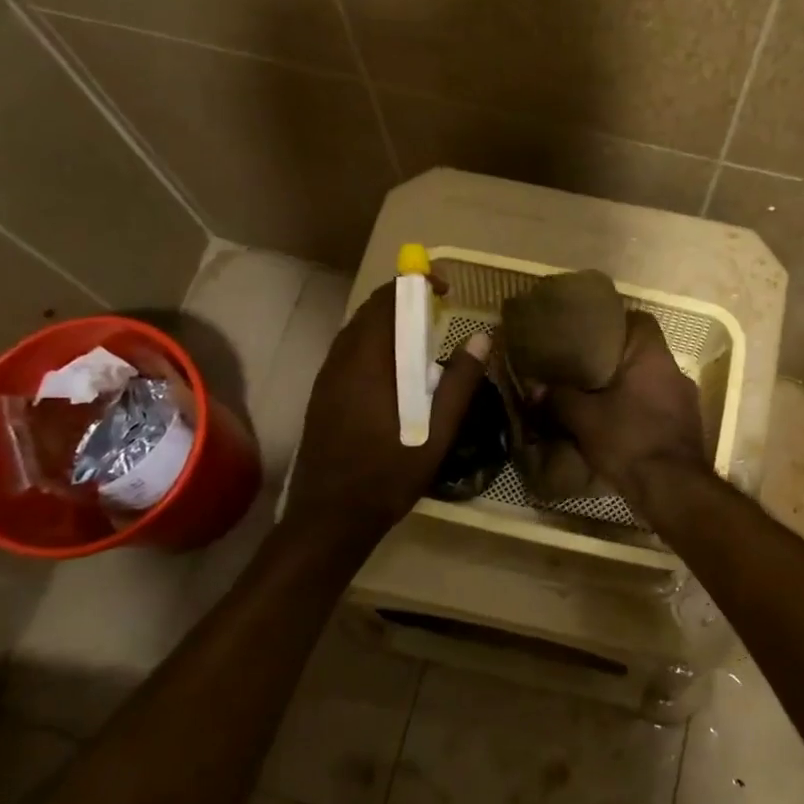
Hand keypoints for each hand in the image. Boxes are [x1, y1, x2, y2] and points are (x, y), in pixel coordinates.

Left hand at [282, 280, 489, 541]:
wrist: (329, 518)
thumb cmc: (388, 474)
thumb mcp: (437, 431)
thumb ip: (460, 381)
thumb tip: (481, 337)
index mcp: (368, 363)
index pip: (386, 301)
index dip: (414, 285)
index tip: (445, 290)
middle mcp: (340, 361)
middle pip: (369, 312)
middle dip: (403, 302)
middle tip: (438, 314)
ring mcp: (326, 379)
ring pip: (356, 332)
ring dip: (388, 324)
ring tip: (421, 340)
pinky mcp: (321, 396)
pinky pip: (348, 353)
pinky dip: (374, 345)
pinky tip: (395, 373)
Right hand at [546, 311, 706, 504]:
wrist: (672, 489)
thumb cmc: (629, 440)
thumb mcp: (584, 418)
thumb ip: (559, 398)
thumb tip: (534, 388)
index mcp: (653, 357)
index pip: (641, 320)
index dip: (616, 322)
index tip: (591, 333)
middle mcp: (675, 372)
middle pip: (644, 353)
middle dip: (616, 361)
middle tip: (585, 369)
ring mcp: (686, 402)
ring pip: (651, 383)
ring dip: (628, 389)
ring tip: (598, 399)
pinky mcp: (687, 428)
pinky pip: (658, 408)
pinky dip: (639, 412)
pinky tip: (618, 426)